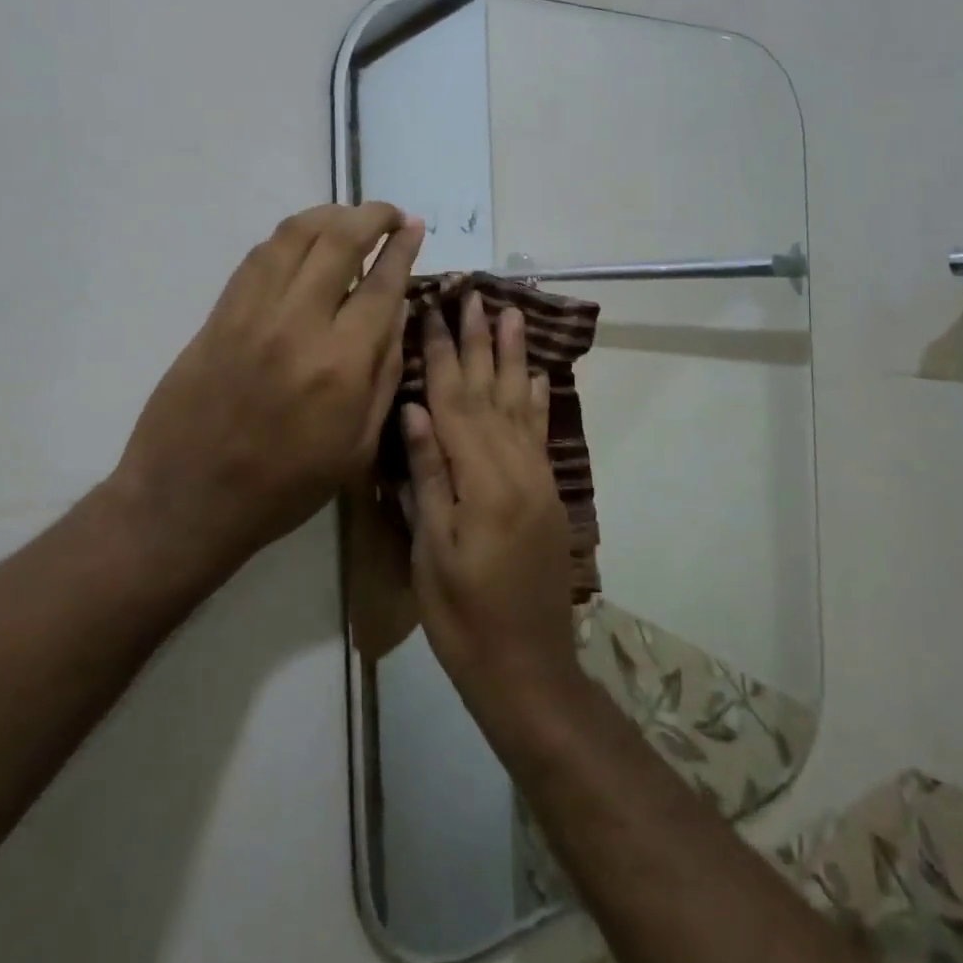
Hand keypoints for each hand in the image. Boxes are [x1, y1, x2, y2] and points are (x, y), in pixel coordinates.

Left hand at [98, 203, 423, 587]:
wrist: (188, 500)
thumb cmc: (285, 486)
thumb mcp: (357, 446)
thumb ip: (385, 373)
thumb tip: (396, 310)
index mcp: (341, 364)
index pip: (381, 283)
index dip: (403, 248)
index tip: (415, 227)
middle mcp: (298, 324)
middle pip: (339, 240)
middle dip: (372, 215)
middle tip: (390, 215)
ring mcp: (251, 314)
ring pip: (294, 235)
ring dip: (329, 215)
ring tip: (349, 218)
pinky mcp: (219, 314)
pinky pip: (258, 256)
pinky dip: (288, 238)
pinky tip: (304, 243)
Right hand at [404, 293, 584, 734]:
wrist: (528, 667)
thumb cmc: (463, 616)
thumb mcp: (432, 550)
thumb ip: (428, 475)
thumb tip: (416, 408)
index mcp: (481, 479)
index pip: (455, 400)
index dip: (441, 353)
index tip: (431, 310)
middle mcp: (515, 466)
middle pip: (491, 390)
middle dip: (480, 340)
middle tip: (474, 295)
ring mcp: (536, 477)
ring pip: (520, 402)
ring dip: (513, 355)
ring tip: (511, 313)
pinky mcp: (546, 492)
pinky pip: (539, 432)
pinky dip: (535, 397)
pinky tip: (534, 373)